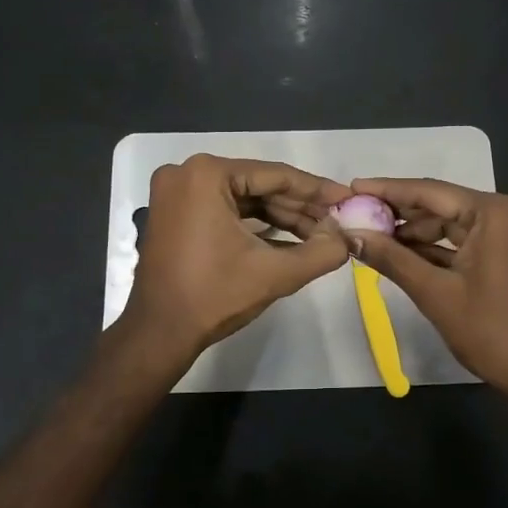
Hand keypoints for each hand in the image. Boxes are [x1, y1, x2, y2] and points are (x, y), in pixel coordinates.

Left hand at [120, 155, 352, 361]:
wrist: (159, 333)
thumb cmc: (214, 296)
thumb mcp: (274, 273)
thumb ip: (320, 253)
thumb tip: (347, 239)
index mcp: (207, 175)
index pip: (276, 175)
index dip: (317, 190)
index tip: (348, 198)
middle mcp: (187, 173)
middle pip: (258, 186)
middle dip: (300, 207)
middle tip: (337, 221)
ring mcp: (176, 193)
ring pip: (243, 199)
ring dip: (281, 218)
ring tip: (321, 234)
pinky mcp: (174, 213)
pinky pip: (224, 210)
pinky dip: (255, 225)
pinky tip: (291, 240)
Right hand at [347, 177, 507, 408]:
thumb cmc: (491, 332)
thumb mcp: (435, 293)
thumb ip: (391, 258)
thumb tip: (350, 235)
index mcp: (497, 213)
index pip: (431, 191)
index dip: (388, 190)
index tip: (352, 188)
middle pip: (444, 205)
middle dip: (401, 215)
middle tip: (358, 218)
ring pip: (456, 225)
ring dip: (418, 235)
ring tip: (374, 240)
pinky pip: (470, 243)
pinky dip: (440, 250)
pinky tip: (404, 256)